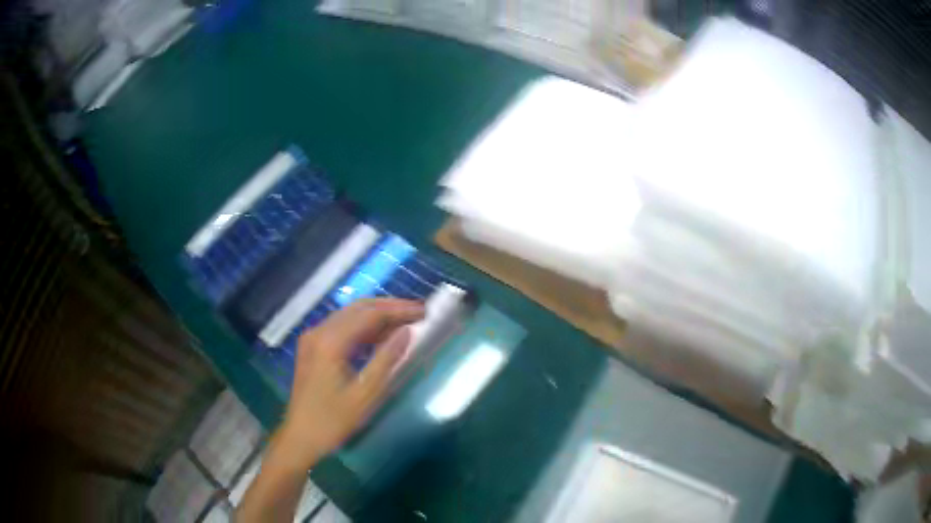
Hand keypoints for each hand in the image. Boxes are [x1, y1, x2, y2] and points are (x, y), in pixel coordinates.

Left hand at [276, 298, 424, 468]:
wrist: (300, 437)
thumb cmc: (333, 421)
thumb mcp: (365, 394)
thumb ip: (386, 359)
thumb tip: (407, 332)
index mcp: (330, 342)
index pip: (370, 313)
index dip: (399, 310)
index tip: (424, 312)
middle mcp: (319, 332)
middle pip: (358, 308)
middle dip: (390, 308)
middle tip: (418, 313)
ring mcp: (313, 338)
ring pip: (350, 315)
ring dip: (377, 316)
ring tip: (405, 323)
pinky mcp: (312, 347)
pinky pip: (341, 328)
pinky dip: (363, 328)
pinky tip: (381, 337)